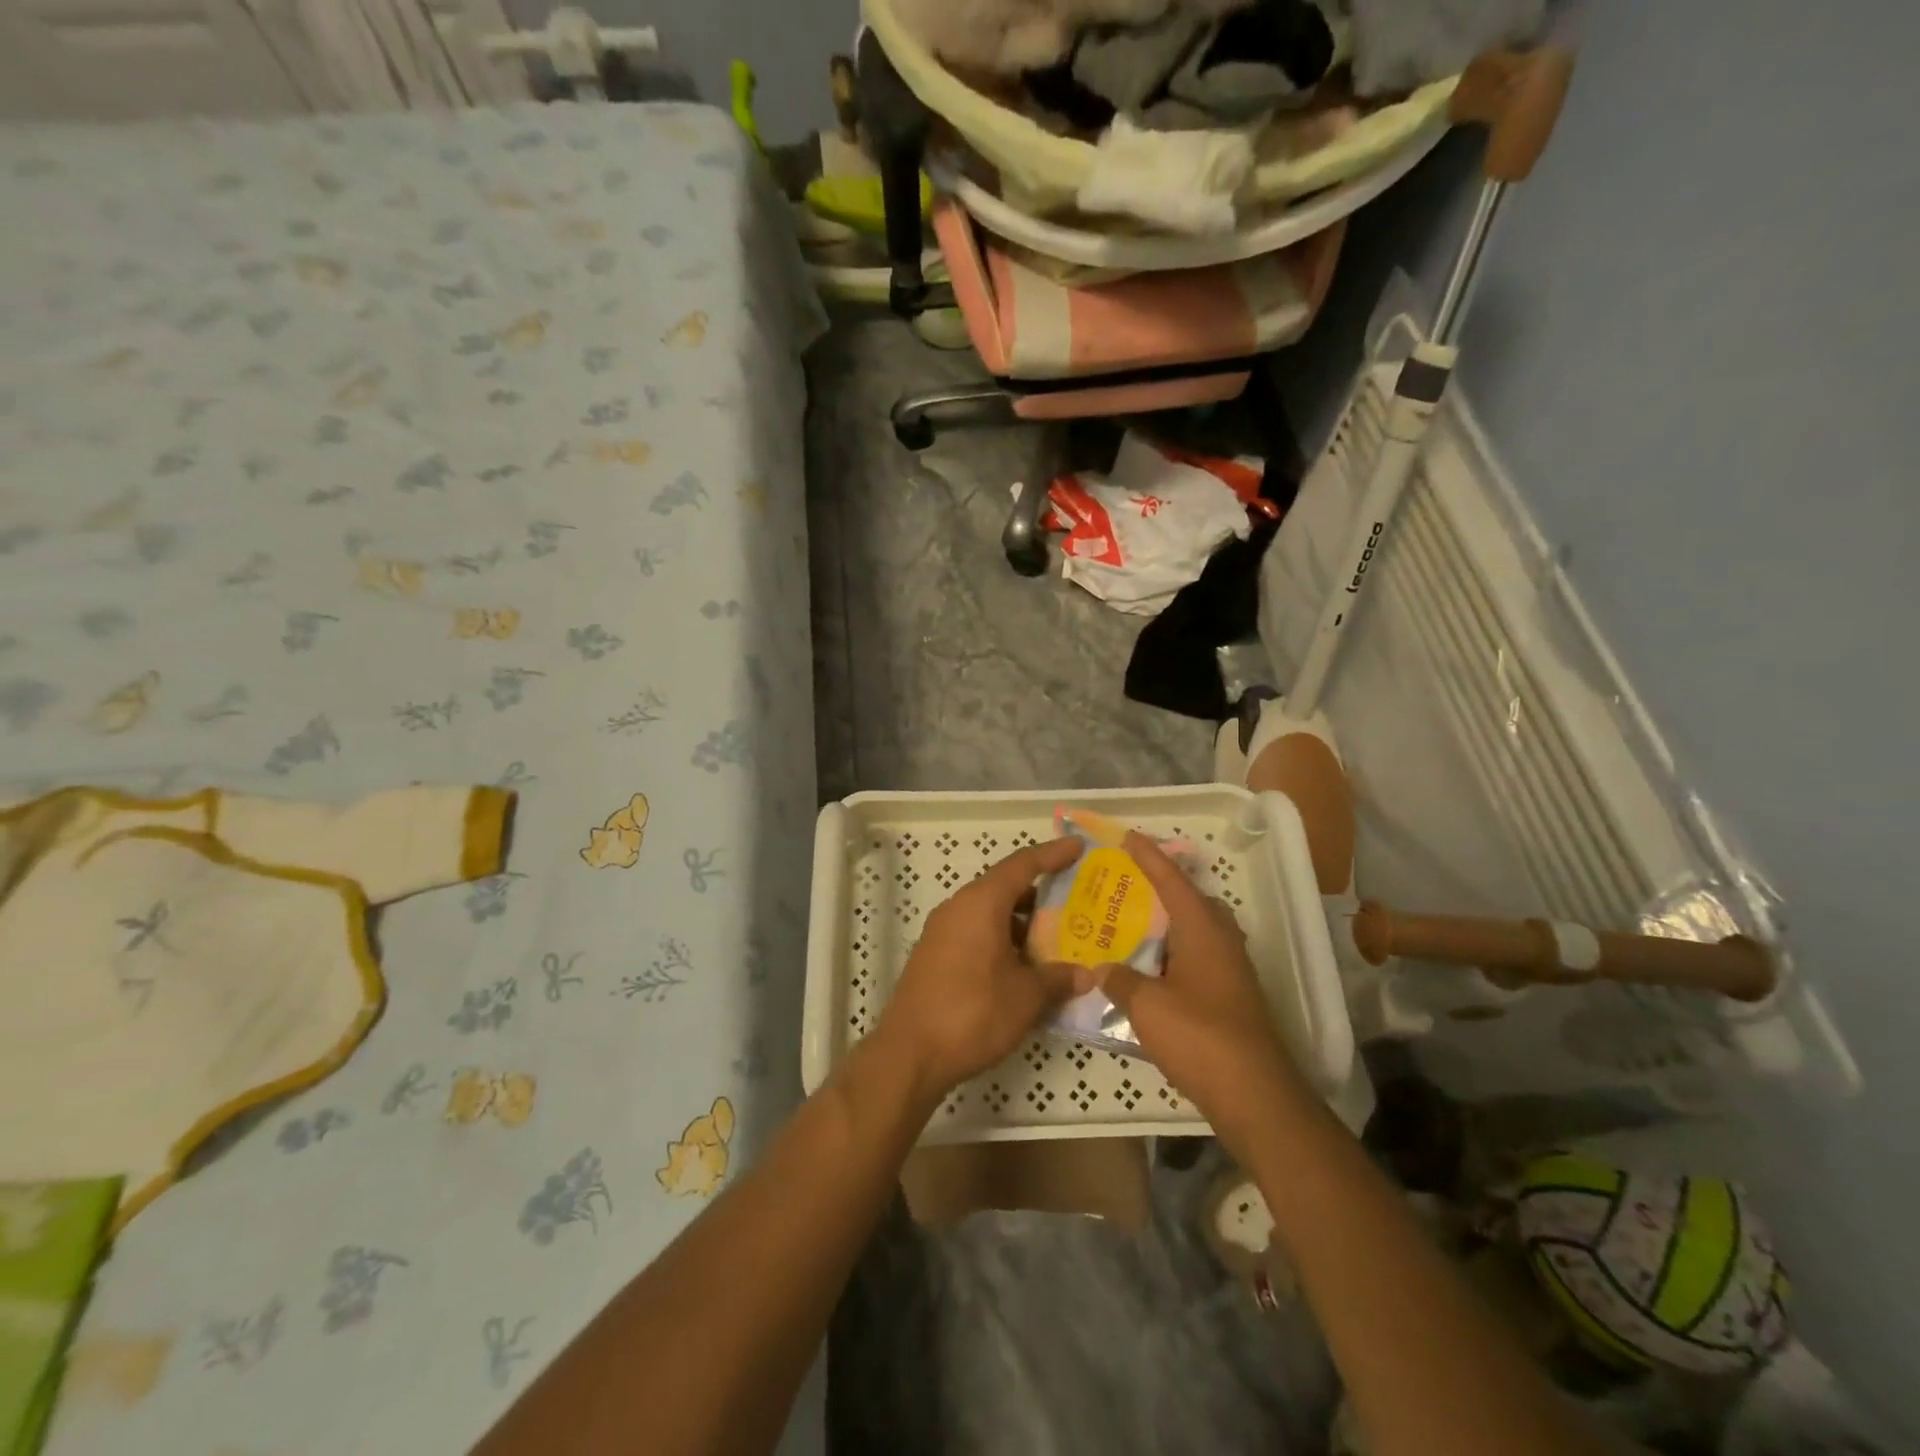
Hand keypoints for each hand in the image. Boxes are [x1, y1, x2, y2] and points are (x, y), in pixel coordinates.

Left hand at [876, 837, 1085, 1101]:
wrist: (909, 1054)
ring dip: (1022, 922)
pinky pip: (975, 933)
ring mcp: (942, 932)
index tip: (1078, 847)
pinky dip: (1002, 939)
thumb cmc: (972, 1013)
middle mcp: (959, 907)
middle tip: (1076, 901)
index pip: (1022, 865)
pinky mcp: (935, 955)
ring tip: (1057, 938)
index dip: (1053, 854)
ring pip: (990, 913)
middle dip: (1040, 893)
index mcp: (981, 903)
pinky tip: (1023, 967)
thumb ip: (1057, 979)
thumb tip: (1085, 975)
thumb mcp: (1026, 997)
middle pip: (1005, 887)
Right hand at [1097, 832, 1312, 1165]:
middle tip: (1129, 884)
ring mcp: (1231, 970)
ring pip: (1197, 932)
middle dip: (1163, 888)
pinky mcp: (1232, 997)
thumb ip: (1120, 980)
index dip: (1149, 857)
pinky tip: (1150, 971)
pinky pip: (1198, 958)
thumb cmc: (1199, 1036)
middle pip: (1192, 901)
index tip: (1129, 836)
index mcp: (1202, 929)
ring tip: (1133, 925)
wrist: (1254, 1094)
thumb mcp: (1146, 1006)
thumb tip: (1102, 968)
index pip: (1172, 881)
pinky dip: (1174, 954)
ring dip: (1169, 924)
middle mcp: (1222, 941)